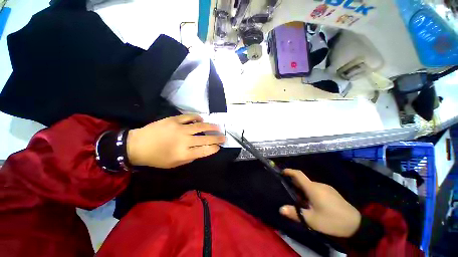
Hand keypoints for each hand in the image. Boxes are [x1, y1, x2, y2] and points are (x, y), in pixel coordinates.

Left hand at [126, 114, 225, 168]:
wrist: (137, 145)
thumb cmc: (156, 158)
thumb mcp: (174, 164)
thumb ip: (189, 158)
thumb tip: (201, 150)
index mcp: (184, 153)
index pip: (205, 151)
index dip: (214, 148)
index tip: (218, 147)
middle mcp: (184, 140)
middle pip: (206, 139)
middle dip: (218, 138)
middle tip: (224, 137)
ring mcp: (180, 128)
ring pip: (201, 126)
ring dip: (211, 127)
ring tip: (218, 127)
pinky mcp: (174, 120)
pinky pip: (190, 117)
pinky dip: (197, 118)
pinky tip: (202, 119)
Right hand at [279, 169, 360, 237]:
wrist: (356, 224)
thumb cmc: (331, 220)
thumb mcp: (312, 220)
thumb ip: (295, 213)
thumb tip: (281, 209)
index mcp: (313, 188)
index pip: (298, 174)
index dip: (289, 171)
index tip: (282, 172)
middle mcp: (319, 184)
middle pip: (303, 181)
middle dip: (295, 185)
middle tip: (290, 194)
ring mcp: (327, 188)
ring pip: (310, 185)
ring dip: (303, 190)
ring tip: (301, 201)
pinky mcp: (332, 192)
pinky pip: (317, 189)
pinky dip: (311, 192)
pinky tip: (313, 204)